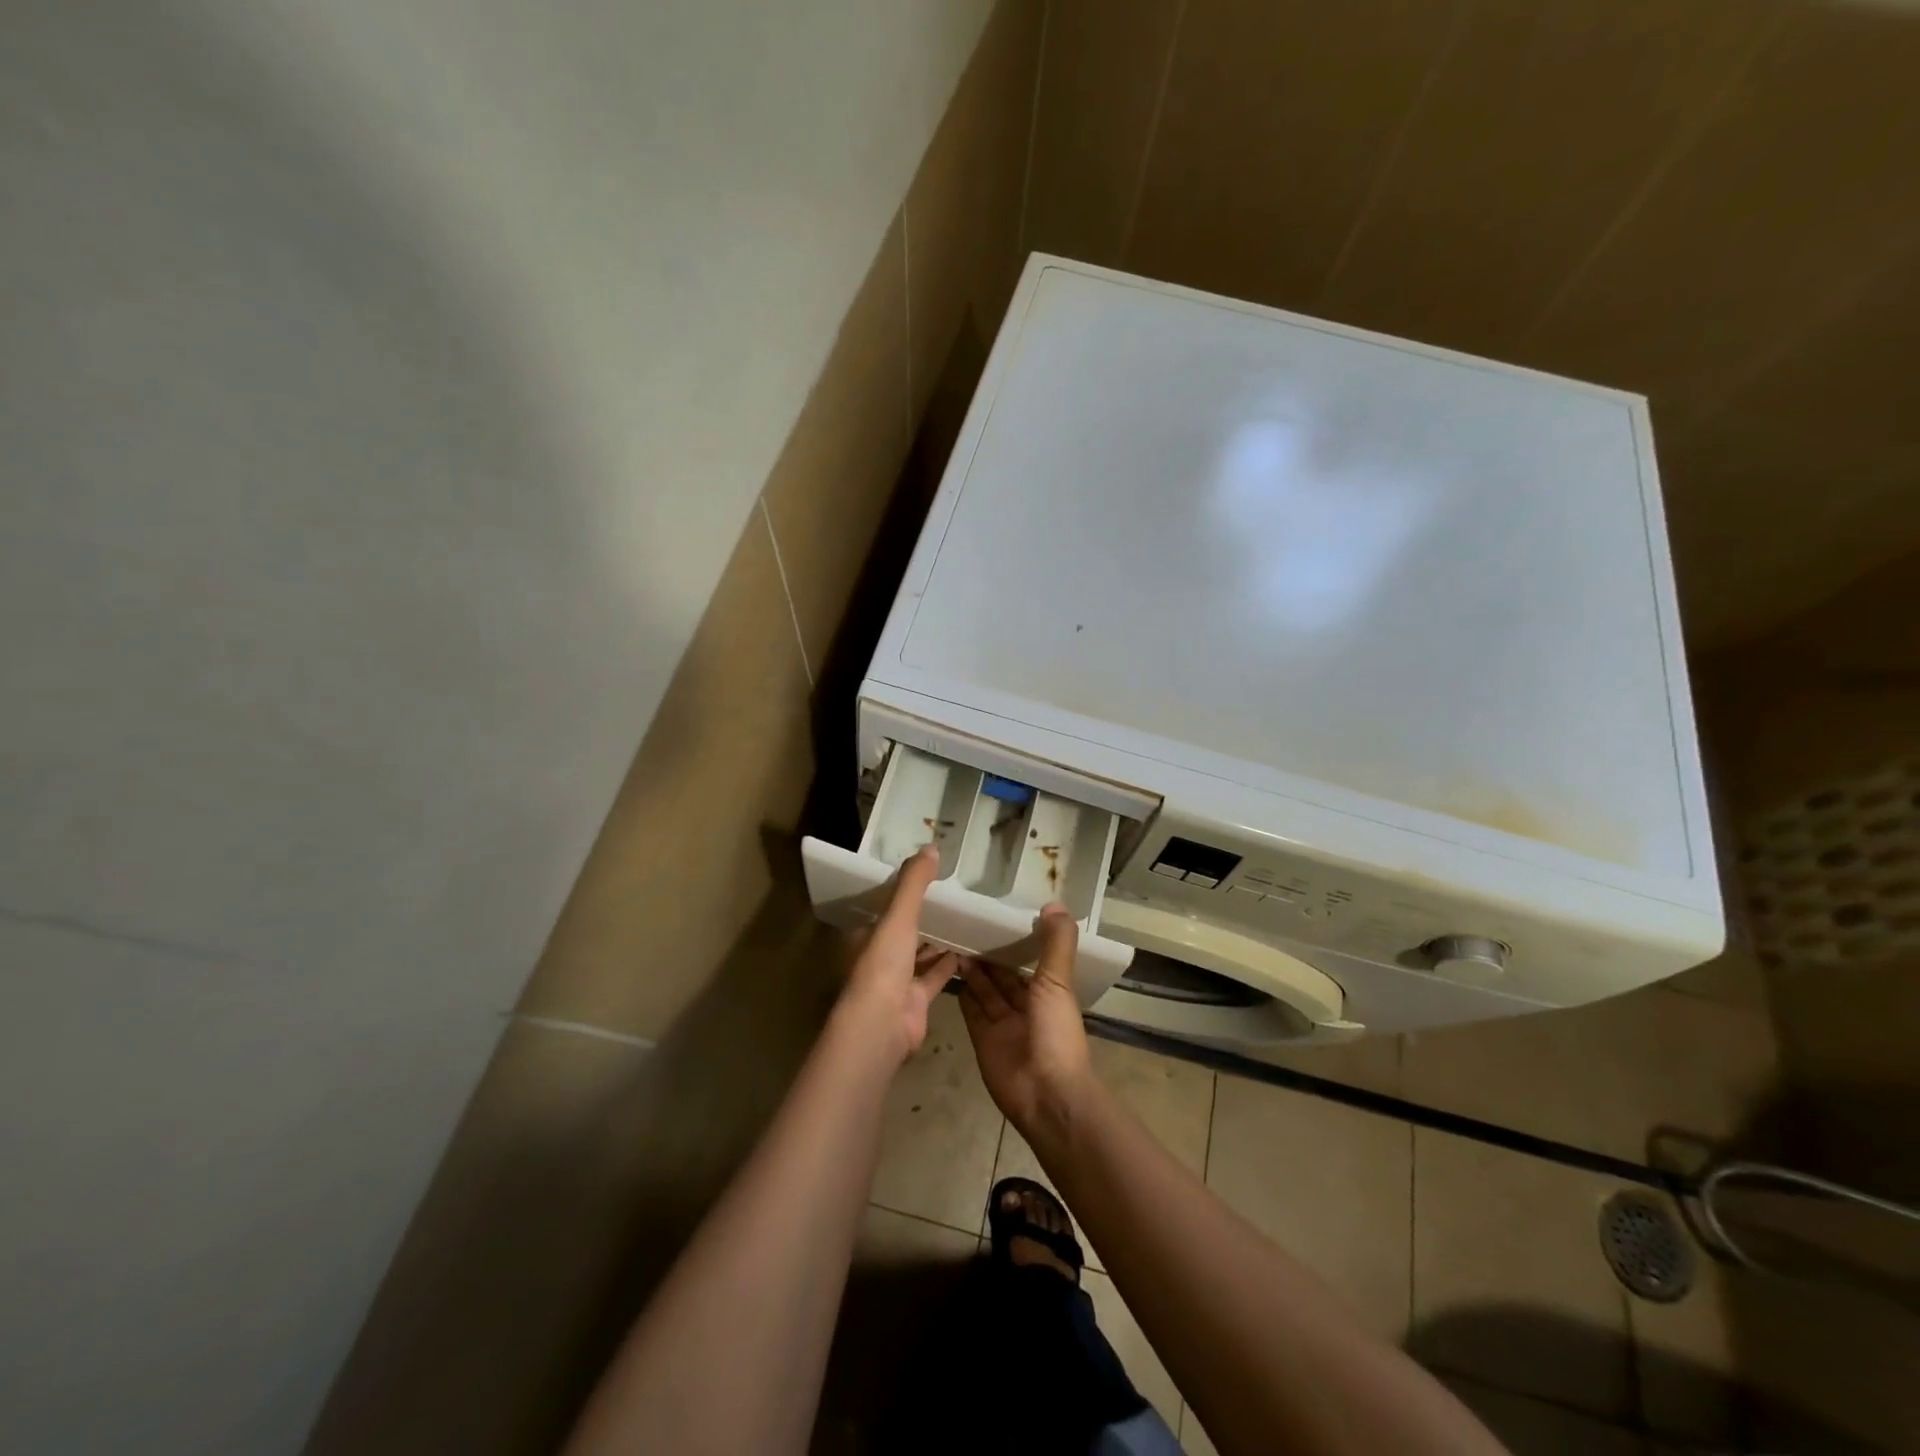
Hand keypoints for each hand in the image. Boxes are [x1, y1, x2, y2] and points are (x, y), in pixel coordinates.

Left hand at [839, 845, 957, 1062]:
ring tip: (966, 917)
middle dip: (924, 916)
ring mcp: (898, 980)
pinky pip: (936, 975)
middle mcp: (879, 955)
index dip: (902, 892)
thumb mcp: (898, 916)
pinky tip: (971, 948)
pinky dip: (951, 964)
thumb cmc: (883, 964)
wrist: (882, 1025)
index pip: (884, 907)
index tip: (926, 876)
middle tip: (953, 894)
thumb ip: (914, 883)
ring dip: (939, 939)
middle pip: (904, 930)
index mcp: (867, 934)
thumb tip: (932, 846)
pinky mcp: (917, 999)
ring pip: (921, 953)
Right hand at [955, 907, 1093, 1144]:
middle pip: (1004, 976)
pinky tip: (949, 970)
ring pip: (986, 991)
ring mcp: (1003, 1025)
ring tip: (953, 941)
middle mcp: (1026, 1007)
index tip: (996, 916)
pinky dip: (963, 993)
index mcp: (1049, 993)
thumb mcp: (1058, 982)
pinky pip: (972, 1011)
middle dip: (989, 954)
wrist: (1045, 1095)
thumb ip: (1056, 944)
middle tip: (965, 925)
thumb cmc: (1055, 1034)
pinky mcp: (983, 1040)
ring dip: (973, 970)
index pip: (1030, 960)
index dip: (1015, 940)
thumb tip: (1054, 904)